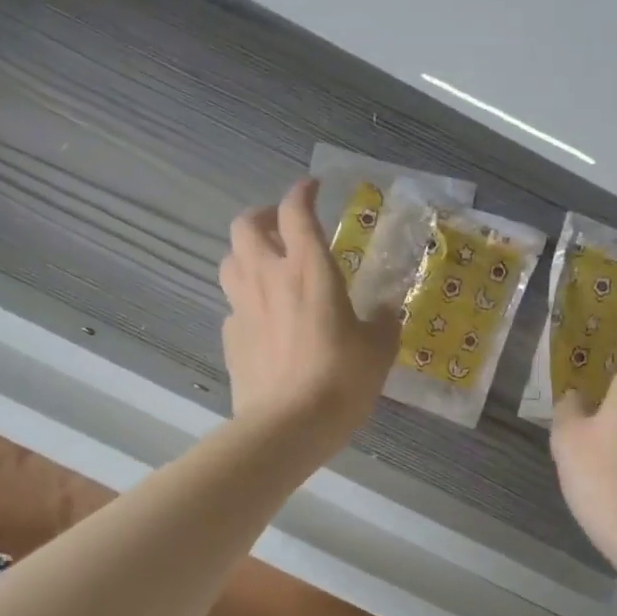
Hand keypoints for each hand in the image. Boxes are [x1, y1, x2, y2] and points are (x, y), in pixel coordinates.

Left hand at [219, 178, 399, 450]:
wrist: (289, 426)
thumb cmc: (341, 380)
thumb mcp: (378, 350)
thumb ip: (384, 323)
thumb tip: (387, 311)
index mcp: (309, 269)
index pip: (296, 211)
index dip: (302, 192)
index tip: (313, 189)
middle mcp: (269, 278)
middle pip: (245, 226)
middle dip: (262, 217)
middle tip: (282, 228)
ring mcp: (243, 308)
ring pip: (230, 261)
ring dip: (246, 255)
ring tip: (267, 268)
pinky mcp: (231, 339)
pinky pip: (233, 306)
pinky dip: (246, 302)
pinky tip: (264, 320)